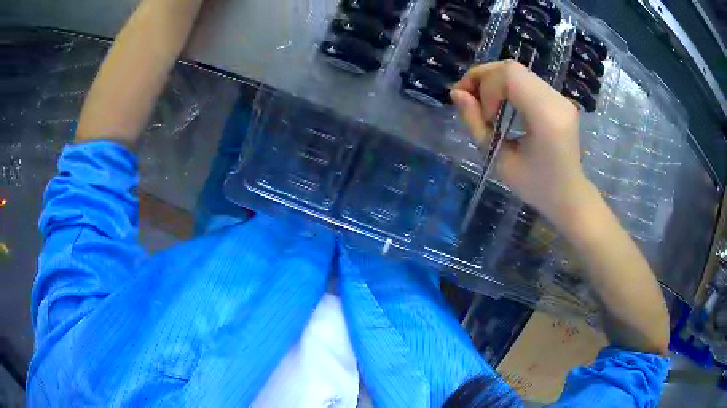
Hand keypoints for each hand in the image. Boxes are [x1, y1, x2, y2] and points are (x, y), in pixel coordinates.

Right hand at [451, 60, 594, 224]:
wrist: (569, 196)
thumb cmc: (536, 187)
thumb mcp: (500, 161)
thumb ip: (476, 125)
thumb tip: (457, 94)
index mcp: (546, 117)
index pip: (510, 75)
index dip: (485, 86)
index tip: (480, 115)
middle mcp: (557, 100)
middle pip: (512, 68)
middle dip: (483, 78)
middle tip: (468, 99)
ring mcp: (560, 97)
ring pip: (518, 72)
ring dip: (493, 82)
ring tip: (482, 104)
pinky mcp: (559, 99)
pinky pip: (526, 81)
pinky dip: (506, 87)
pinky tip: (499, 104)